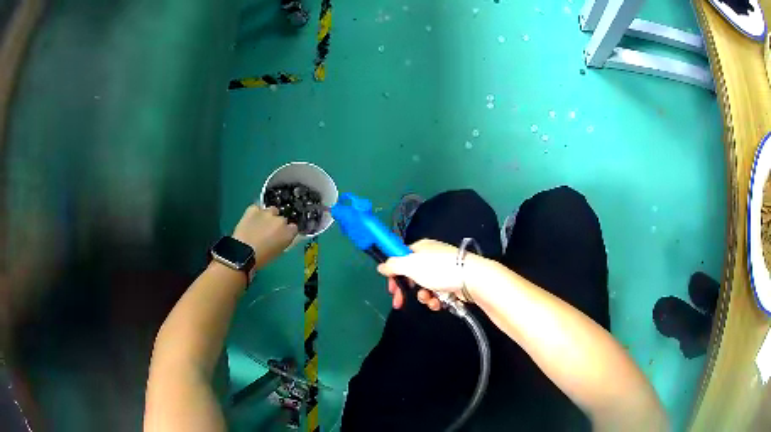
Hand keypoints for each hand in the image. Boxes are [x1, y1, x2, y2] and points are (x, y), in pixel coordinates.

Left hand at [232, 206, 297, 272]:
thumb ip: (283, 241)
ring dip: (268, 216)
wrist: (243, 253)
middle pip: (282, 218)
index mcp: (288, 233)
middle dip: (277, 224)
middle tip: (269, 232)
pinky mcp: (253, 209)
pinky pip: (257, 208)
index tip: (281, 236)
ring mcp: (267, 213)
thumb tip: (281, 238)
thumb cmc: (262, 258)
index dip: (287, 231)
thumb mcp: (278, 253)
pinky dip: (255, 213)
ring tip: (260, 225)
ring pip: (271, 210)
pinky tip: (251, 220)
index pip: (294, 228)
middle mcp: (280, 220)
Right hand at [377, 239, 467, 310]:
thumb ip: (393, 265)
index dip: (394, 274)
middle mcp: (431, 257)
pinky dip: (435, 300)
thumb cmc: (440, 269)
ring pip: (423, 286)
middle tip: (399, 303)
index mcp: (421, 248)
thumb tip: (381, 266)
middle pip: (411, 274)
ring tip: (429, 300)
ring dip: (422, 296)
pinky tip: (439, 303)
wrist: (473, 279)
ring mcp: (442, 270)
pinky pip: (437, 293)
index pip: (401, 258)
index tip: (391, 289)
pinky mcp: (452, 283)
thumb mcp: (411, 266)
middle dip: (406, 290)